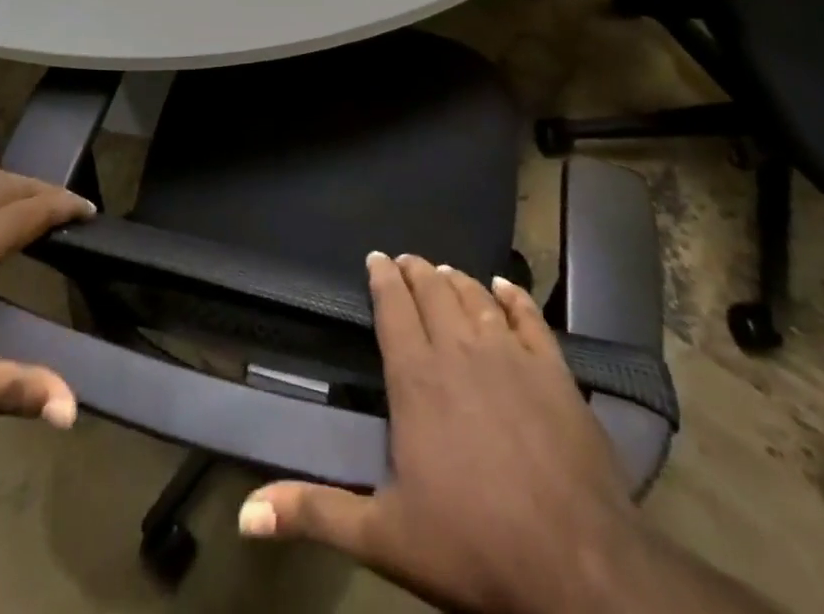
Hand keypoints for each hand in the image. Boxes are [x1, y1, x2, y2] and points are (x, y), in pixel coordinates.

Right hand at [239, 253, 636, 613]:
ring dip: (456, 279)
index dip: (383, 278)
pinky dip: (512, 296)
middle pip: (433, 292)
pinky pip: (528, 317)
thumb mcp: (384, 537)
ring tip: (445, 270)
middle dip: (416, 271)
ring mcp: (510, 355)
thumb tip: (246, 513)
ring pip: (475, 297)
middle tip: (405, 259)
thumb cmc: (473, 547)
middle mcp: (460, 350)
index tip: (375, 258)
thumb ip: (315, 512)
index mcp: (416, 378)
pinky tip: (504, 286)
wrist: (577, 564)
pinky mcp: (553, 370)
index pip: (393, 308)